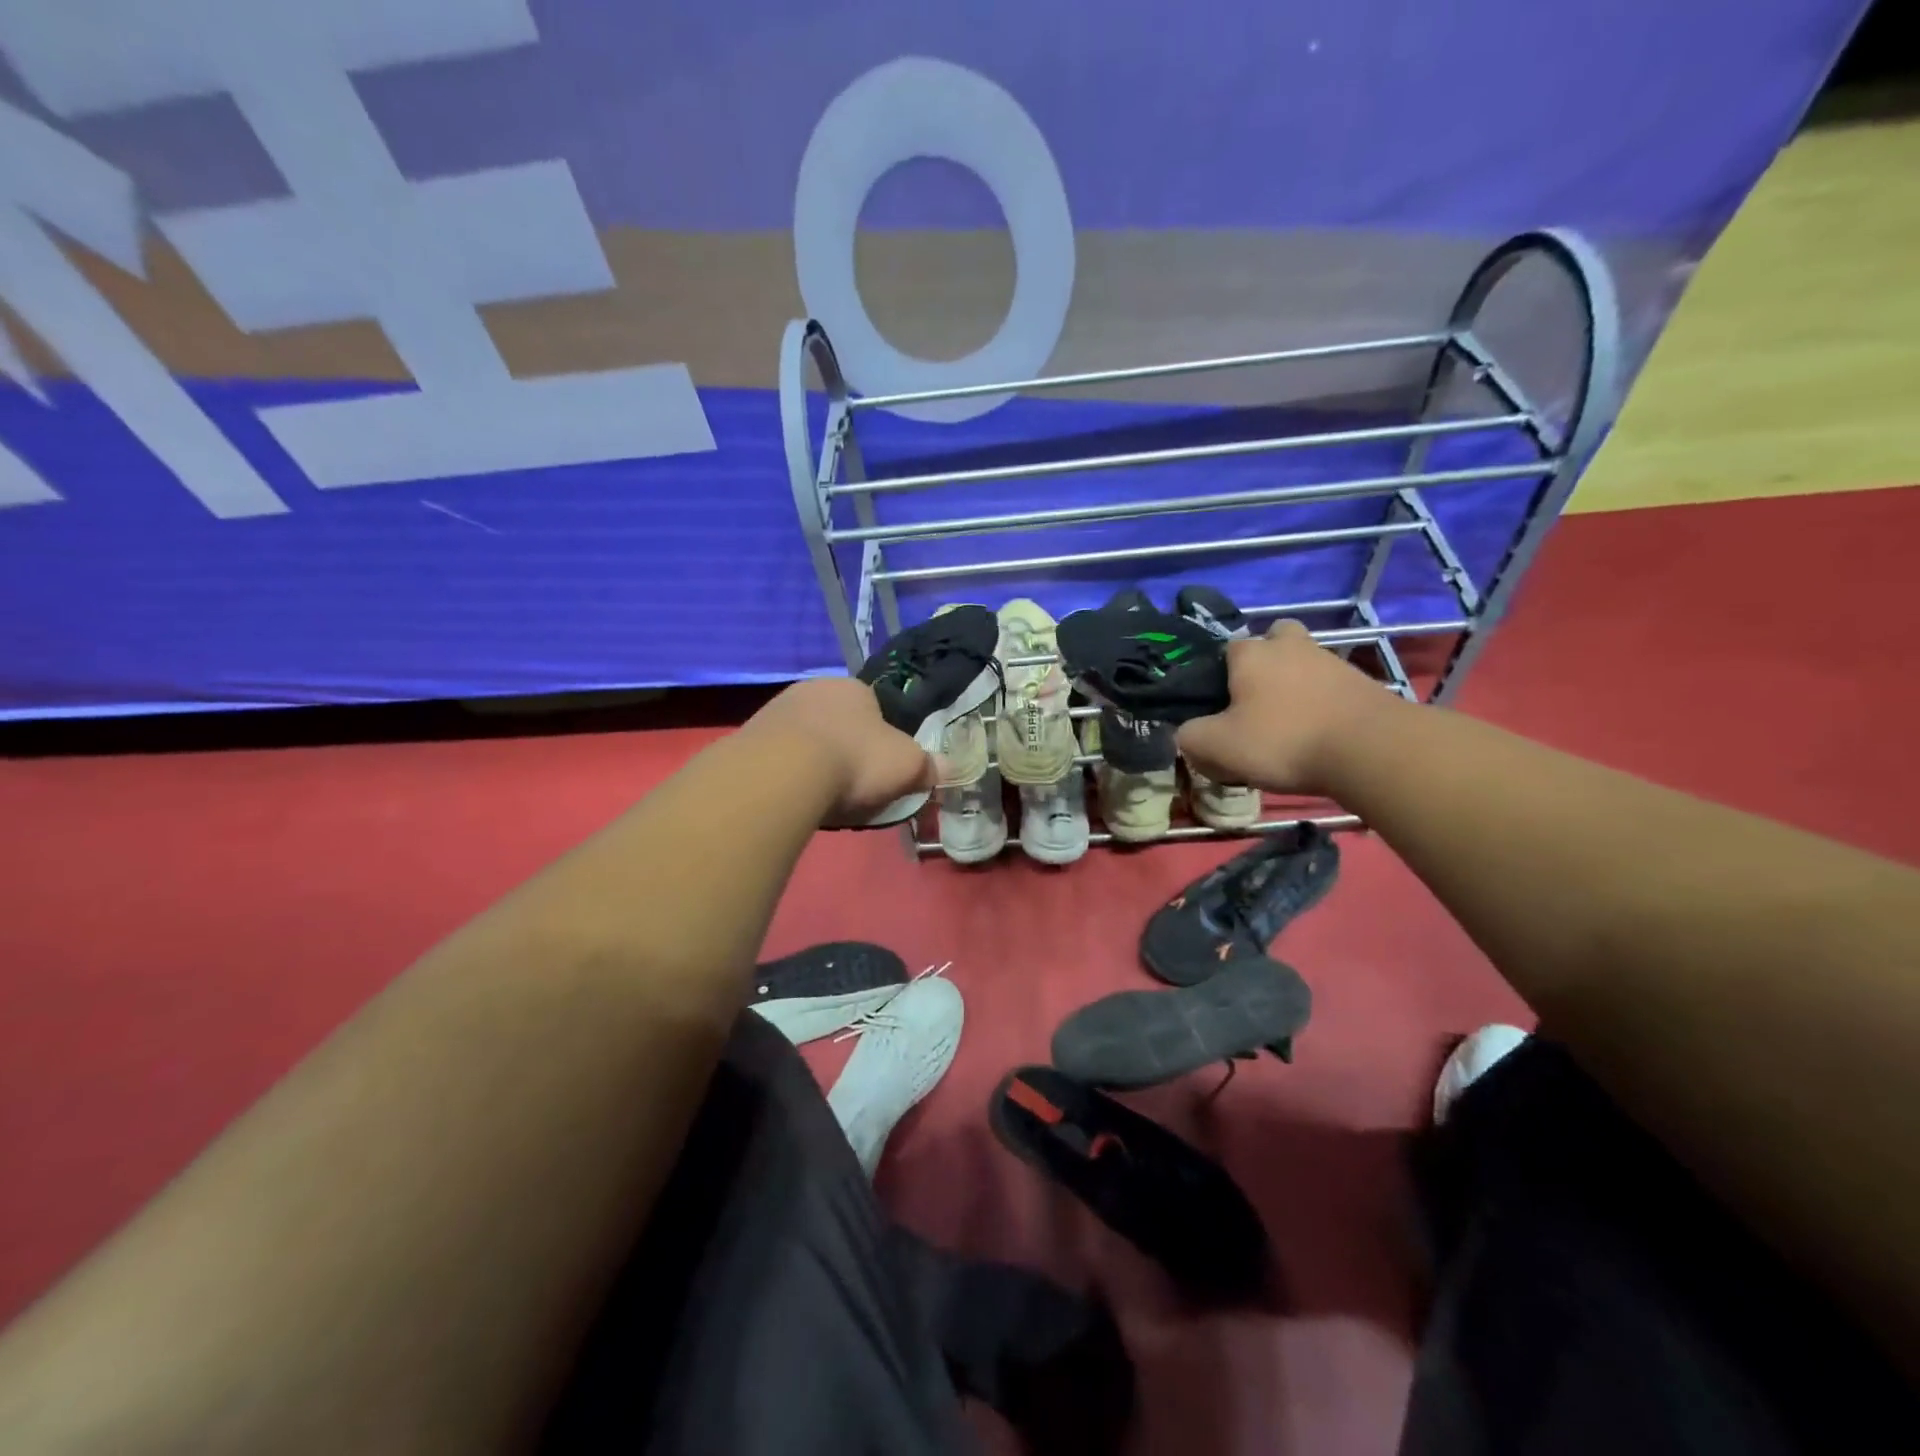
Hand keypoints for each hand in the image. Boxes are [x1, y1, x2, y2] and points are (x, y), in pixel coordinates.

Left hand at [742, 677, 934, 825]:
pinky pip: (778, 756)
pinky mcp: (749, 736)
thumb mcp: (907, 767)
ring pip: (806, 738)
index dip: (881, 740)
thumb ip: (927, 766)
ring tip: (820, 797)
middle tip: (852, 785)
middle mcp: (814, 688)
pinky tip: (793, 796)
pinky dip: (787, 773)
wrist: (783, 773)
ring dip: (813, 762)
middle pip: (838, 723)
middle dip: (845, 749)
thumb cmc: (855, 760)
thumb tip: (944, 768)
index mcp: (854, 688)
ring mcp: (777, 709)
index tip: (880, 769)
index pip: (875, 709)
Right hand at [1175, 620, 1397, 795]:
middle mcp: (1290, 646)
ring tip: (1288, 723)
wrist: (1371, 749)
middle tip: (1257, 699)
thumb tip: (1185, 734)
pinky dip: (1322, 702)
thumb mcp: (1218, 747)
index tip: (1219, 705)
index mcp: (1251, 654)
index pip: (1226, 648)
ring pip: (1304, 662)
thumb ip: (1191, 737)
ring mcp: (1331, 661)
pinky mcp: (1362, 683)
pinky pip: (1331, 685)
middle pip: (1273, 639)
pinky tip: (1318, 732)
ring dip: (1295, 683)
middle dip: (1265, 660)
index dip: (1219, 675)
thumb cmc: (1284, 740)